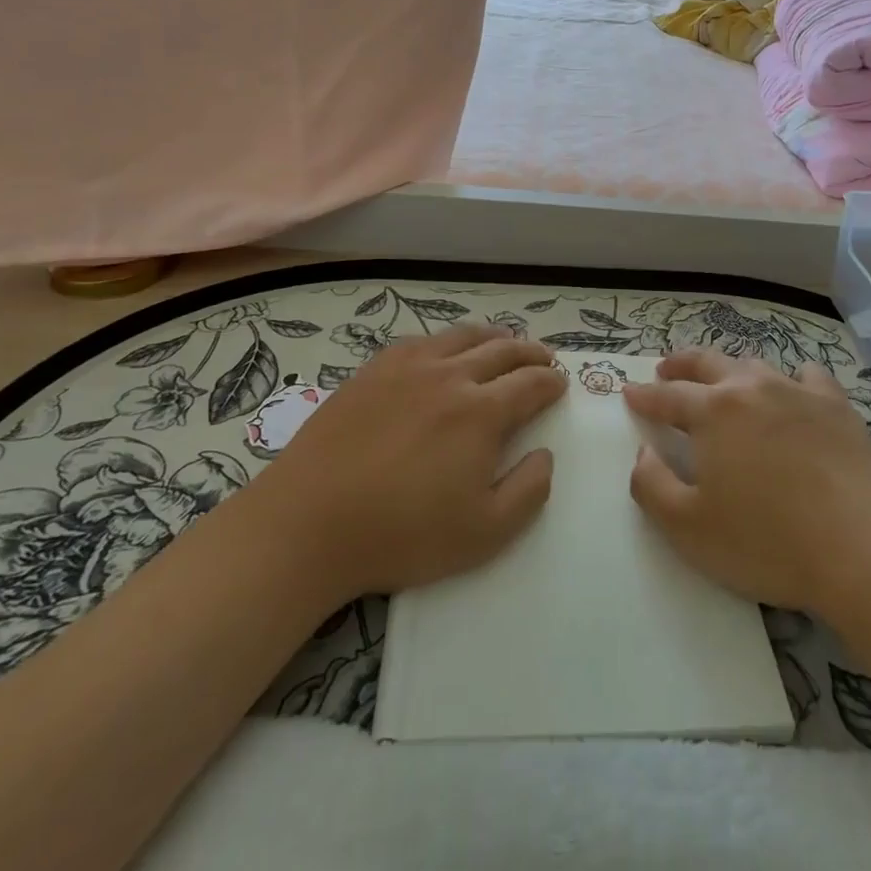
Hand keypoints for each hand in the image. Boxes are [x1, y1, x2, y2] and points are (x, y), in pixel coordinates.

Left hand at [265, 324, 565, 604]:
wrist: (309, 522)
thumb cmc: (401, 534)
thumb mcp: (483, 534)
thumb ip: (528, 491)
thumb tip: (545, 454)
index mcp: (481, 412)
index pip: (530, 384)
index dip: (551, 382)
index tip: (560, 384)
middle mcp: (450, 376)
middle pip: (502, 351)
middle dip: (530, 353)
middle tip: (543, 358)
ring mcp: (408, 367)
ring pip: (462, 337)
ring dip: (492, 337)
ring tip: (504, 342)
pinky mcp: (373, 370)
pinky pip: (421, 341)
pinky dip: (446, 340)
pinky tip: (444, 350)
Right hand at [625, 349, 870, 618]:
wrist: (862, 548)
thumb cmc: (766, 542)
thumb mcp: (688, 528)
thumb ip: (651, 484)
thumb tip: (644, 450)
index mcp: (712, 412)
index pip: (667, 395)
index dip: (644, 395)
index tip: (629, 392)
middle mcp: (751, 388)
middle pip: (707, 362)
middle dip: (680, 364)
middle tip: (665, 369)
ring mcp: (797, 391)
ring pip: (754, 365)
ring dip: (730, 369)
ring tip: (723, 380)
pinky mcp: (837, 406)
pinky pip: (808, 375)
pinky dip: (791, 377)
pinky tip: (793, 388)